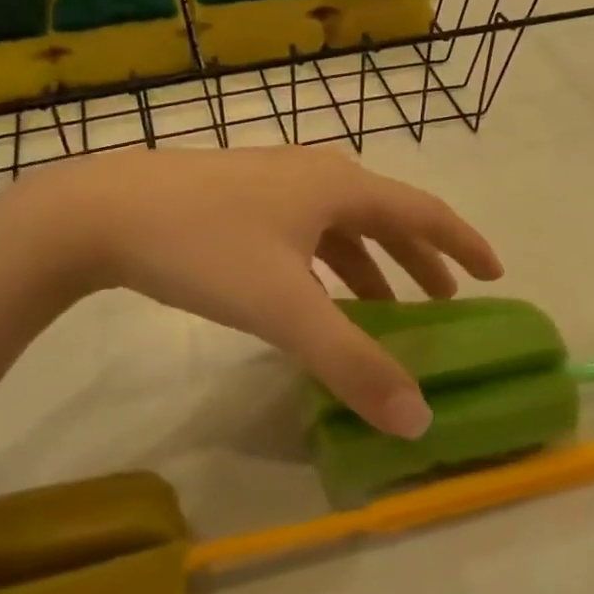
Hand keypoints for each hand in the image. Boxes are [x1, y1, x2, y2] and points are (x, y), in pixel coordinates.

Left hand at [0, 147, 501, 436]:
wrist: (100, 212)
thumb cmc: (205, 248)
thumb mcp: (284, 309)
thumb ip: (352, 363)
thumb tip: (419, 419)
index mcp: (340, 186)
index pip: (424, 211)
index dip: (462, 243)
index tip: (493, 272)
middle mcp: (315, 175)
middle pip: (386, 216)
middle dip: (420, 258)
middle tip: (444, 300)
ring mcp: (275, 183)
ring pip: (342, 224)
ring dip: (372, 263)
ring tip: (385, 306)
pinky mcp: (241, 198)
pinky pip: (306, 229)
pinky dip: (328, 261)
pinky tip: (314, 290)